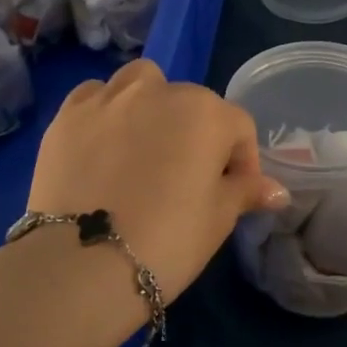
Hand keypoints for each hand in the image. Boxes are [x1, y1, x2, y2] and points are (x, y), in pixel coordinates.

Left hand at [27, 59, 288, 300]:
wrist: (82, 263)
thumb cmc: (167, 240)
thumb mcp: (218, 219)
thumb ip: (246, 191)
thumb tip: (277, 190)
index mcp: (206, 113)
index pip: (238, 128)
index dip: (241, 162)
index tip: (232, 194)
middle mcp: (160, 92)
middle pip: (191, 104)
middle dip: (195, 134)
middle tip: (185, 179)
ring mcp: (110, 98)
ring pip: (142, 84)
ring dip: (151, 105)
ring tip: (143, 146)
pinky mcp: (68, 114)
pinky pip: (96, 96)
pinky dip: (105, 111)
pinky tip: (102, 143)